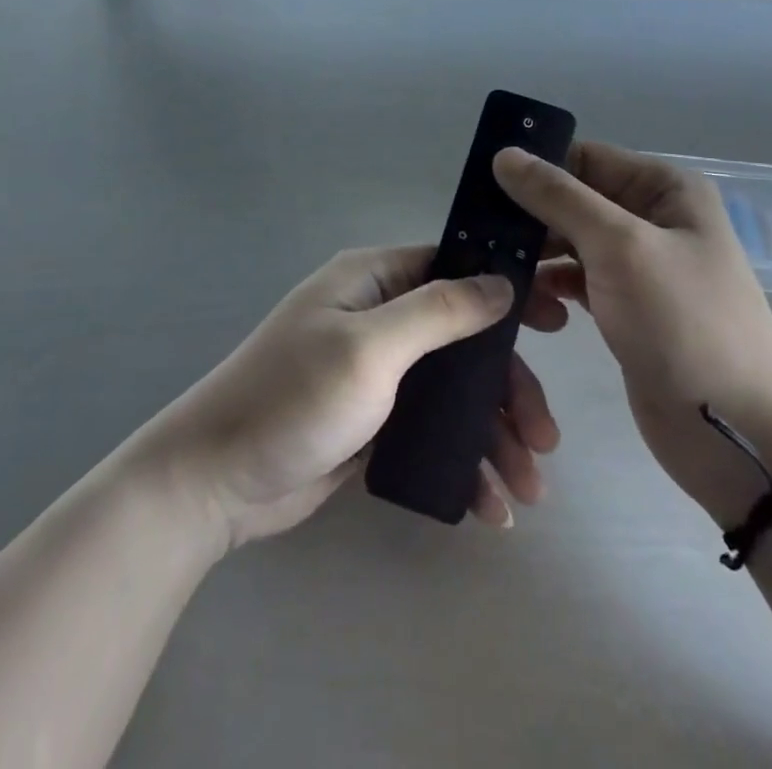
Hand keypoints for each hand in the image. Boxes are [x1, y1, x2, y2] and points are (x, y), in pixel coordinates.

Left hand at [133, 245, 562, 550]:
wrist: (212, 483)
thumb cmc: (292, 398)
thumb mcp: (370, 347)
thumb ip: (439, 311)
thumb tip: (500, 281)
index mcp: (374, 281)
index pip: (455, 267)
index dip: (508, 290)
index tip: (558, 322)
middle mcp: (379, 318)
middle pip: (465, 339)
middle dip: (508, 388)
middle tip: (546, 437)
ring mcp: (377, 372)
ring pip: (455, 391)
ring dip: (493, 435)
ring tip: (528, 489)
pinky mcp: (374, 421)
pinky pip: (433, 430)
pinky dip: (463, 461)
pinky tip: (489, 505)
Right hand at [495, 142, 771, 530]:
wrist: (735, 433)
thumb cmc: (683, 324)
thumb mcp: (620, 247)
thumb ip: (559, 197)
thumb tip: (505, 154)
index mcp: (665, 189)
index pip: (585, 157)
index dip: (536, 167)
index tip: (481, 185)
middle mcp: (653, 217)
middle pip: (574, 199)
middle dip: (530, 215)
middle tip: (478, 234)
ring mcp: (639, 264)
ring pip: (569, 241)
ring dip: (535, 254)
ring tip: (499, 274)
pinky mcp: (624, 305)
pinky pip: (575, 279)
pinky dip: (550, 286)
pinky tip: (530, 306)